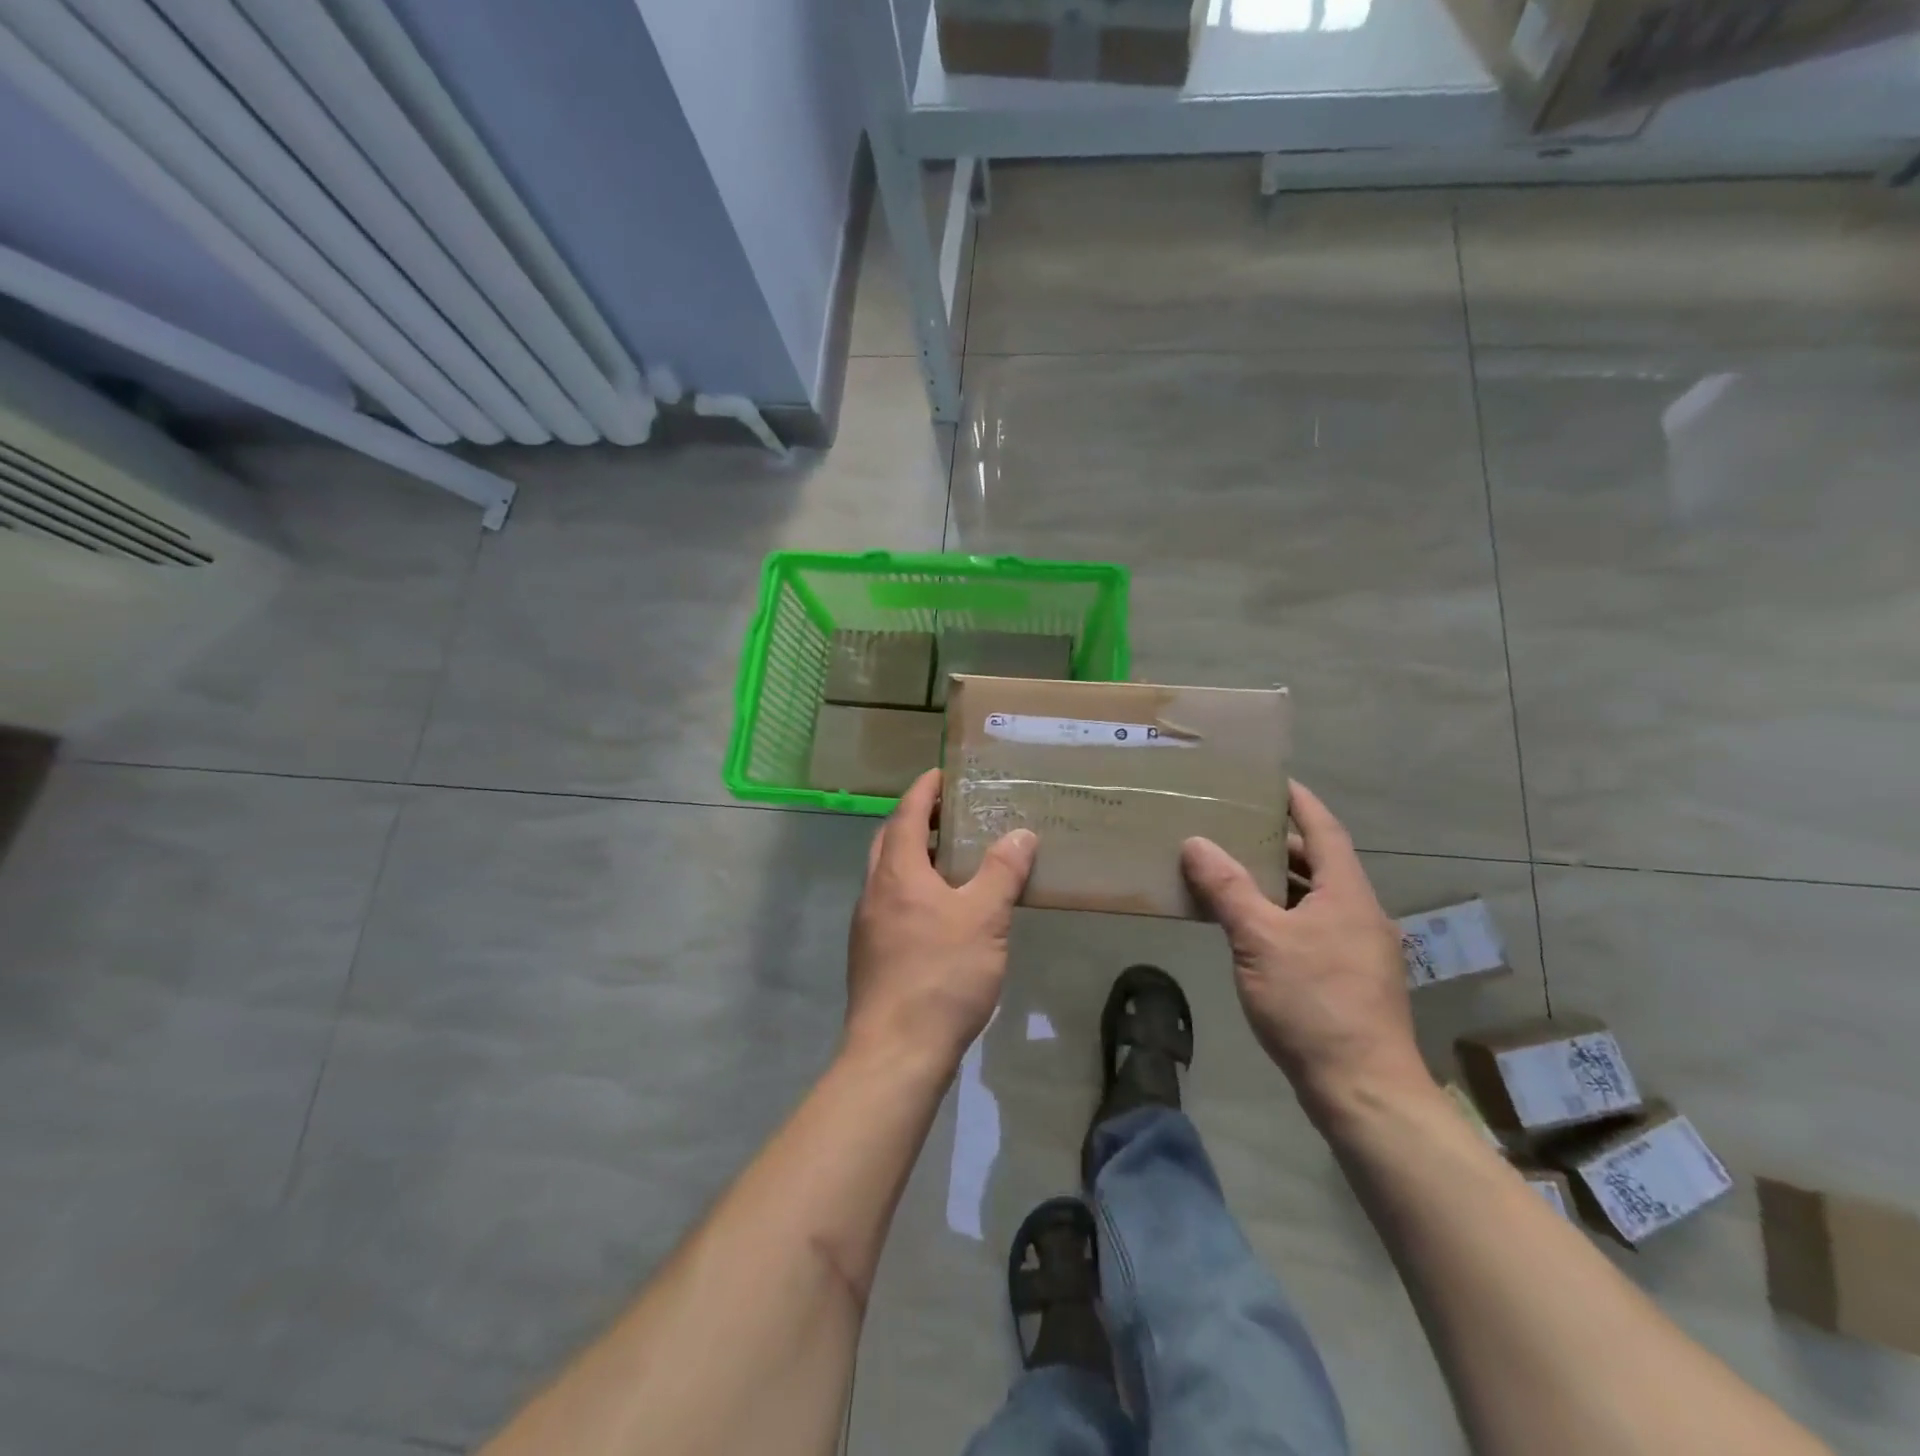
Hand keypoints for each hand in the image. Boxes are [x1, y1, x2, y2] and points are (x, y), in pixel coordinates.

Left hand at [845, 770, 1036, 1071]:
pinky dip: (912, 889)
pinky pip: (890, 903)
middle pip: (890, 840)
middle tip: (952, 814)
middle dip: (917, 820)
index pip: (907, 813)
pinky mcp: (871, 954)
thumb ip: (1001, 873)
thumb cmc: (942, 975)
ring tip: (953, 859)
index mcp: (898, 872)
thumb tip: (1020, 834)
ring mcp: (867, 925)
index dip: (925, 789)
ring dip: (914, 856)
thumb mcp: (984, 919)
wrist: (896, 1052)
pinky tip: (941, 911)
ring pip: (888, 874)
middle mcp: (874, 891)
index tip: (943, 773)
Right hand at [1182, 781, 1430, 1123]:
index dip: (1301, 801)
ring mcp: (1358, 949)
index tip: (1273, 780)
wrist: (1363, 1090)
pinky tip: (1251, 926)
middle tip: (1236, 825)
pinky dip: (1283, 914)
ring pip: (1316, 899)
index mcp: (1347, 895)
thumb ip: (1228, 889)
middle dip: (1281, 842)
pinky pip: (1313, 927)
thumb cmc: (1313, 1004)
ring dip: (1279, 881)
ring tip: (1233, 869)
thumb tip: (1196, 843)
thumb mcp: (1260, 940)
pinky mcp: (1350, 979)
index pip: (1325, 830)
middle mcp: (1360, 914)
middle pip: (1321, 863)